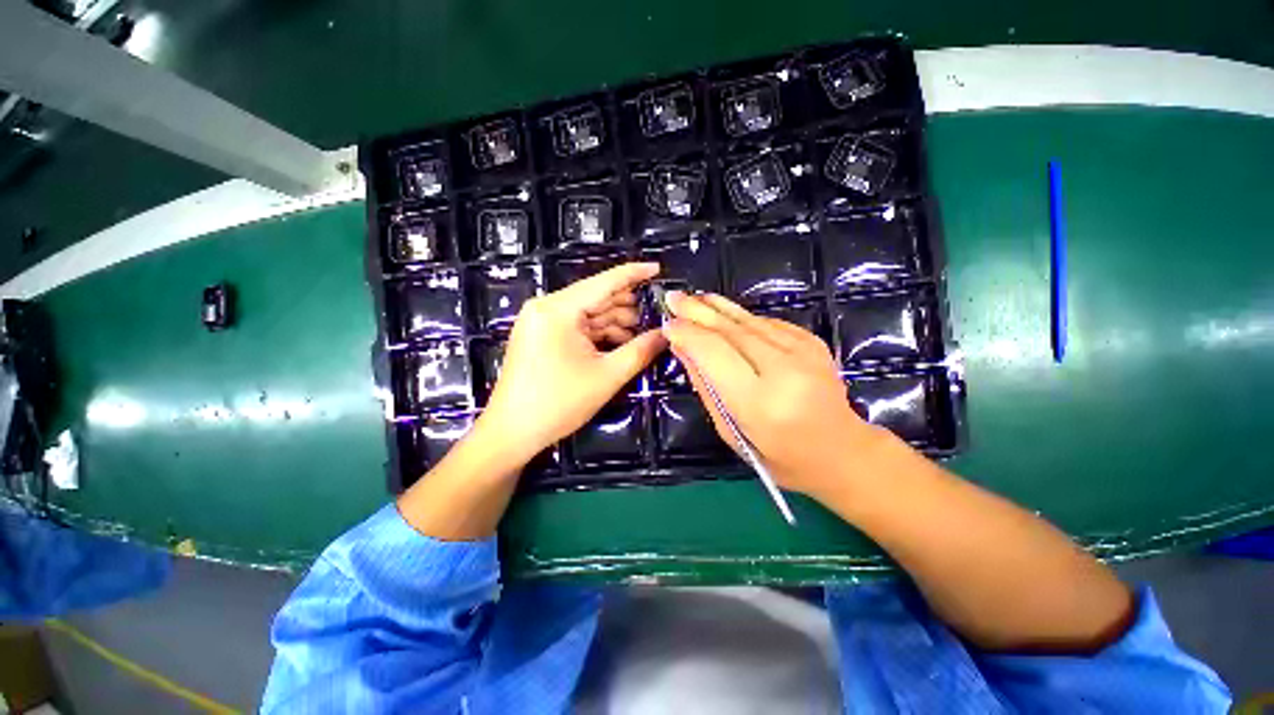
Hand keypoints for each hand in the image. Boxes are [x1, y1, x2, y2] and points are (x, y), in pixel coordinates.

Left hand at [477, 263, 666, 466]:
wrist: (512, 433)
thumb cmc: (558, 403)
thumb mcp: (607, 376)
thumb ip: (640, 351)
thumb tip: (667, 334)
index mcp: (558, 309)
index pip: (603, 282)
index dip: (633, 274)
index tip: (657, 268)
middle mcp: (546, 307)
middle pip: (596, 298)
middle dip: (627, 308)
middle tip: (657, 317)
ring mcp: (541, 321)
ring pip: (587, 314)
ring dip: (615, 323)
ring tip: (641, 335)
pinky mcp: (540, 335)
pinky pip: (576, 327)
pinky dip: (598, 334)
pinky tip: (619, 344)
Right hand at [663, 291, 891, 497]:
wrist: (840, 450)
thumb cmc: (778, 454)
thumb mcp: (730, 431)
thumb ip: (706, 387)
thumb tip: (682, 348)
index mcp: (760, 402)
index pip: (714, 353)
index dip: (689, 334)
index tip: (668, 324)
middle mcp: (784, 370)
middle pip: (731, 331)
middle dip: (698, 312)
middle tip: (673, 297)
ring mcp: (804, 352)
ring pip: (750, 321)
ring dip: (718, 308)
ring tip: (695, 298)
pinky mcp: (812, 342)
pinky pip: (767, 323)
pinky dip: (741, 317)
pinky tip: (724, 312)